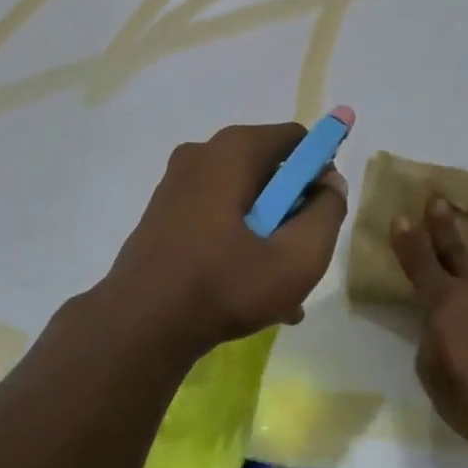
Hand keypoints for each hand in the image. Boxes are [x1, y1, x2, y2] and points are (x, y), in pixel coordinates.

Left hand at [105, 122, 348, 360]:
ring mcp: (178, 182)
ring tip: (278, 291)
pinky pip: (216, 215)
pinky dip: (237, 241)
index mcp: (234, 149)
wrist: (137, 327)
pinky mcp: (163, 211)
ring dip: (267, 234)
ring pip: (244, 199)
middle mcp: (204, 153)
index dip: (320, 172)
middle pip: (270, 170)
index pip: (298, 139)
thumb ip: (328, 212)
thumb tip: (330, 183)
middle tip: (300, 257)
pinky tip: (245, 290)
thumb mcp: (298, 256)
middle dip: (293, 211)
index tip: (321, 215)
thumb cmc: (224, 284)